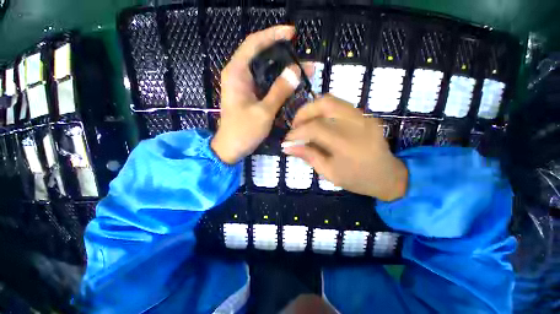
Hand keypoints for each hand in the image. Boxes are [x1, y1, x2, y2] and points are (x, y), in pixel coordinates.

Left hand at [211, 25, 301, 163]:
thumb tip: (296, 70)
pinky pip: (266, 84)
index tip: (292, 33)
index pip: (254, 43)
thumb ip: (279, 91)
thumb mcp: (263, 112)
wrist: (231, 148)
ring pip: (266, 71)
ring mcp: (245, 86)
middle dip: (284, 55)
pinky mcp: (250, 96)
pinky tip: (292, 86)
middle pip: (261, 56)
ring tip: (304, 72)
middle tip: (304, 59)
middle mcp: (239, 75)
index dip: (273, 35)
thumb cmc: (243, 131)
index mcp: (236, 73)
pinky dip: (279, 83)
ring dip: (284, 71)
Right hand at [283, 95, 407, 200]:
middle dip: (304, 112)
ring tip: (305, 123)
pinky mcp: (365, 115)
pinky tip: (319, 123)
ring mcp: (363, 116)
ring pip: (332, 100)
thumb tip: (288, 147)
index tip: (287, 140)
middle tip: (295, 125)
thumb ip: (308, 156)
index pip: (315, 128)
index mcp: (347, 143)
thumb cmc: (357, 179)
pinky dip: (324, 111)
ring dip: (313, 109)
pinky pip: (340, 105)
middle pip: (325, 103)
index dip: (297, 132)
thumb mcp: (329, 172)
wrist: (388, 176)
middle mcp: (356, 124)